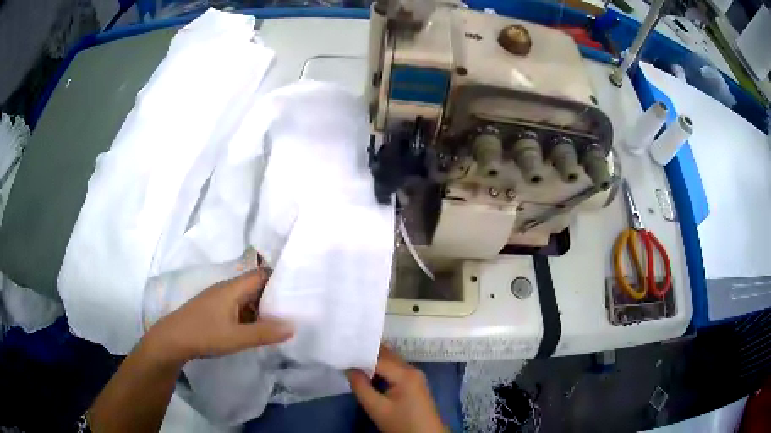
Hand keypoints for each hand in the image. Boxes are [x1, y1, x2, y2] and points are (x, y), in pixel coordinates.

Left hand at [144, 269, 293, 365]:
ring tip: (281, 320)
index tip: (298, 289)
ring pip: (247, 297)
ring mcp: (219, 299)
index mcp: (232, 288)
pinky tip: (258, 329)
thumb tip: (293, 326)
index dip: (279, 278)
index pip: (261, 274)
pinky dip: (251, 315)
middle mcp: (226, 288)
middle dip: (274, 295)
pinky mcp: (214, 309)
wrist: (172, 340)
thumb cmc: (204, 334)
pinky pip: (238, 306)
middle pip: (255, 285)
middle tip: (295, 309)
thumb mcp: (237, 338)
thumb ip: (265, 333)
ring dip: (262, 307)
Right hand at [347, 346, 447, 432]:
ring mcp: (415, 376)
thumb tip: (349, 369)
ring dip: (374, 360)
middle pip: (387, 355)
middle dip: (367, 353)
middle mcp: (412, 370)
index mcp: (405, 374)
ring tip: (353, 361)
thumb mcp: (377, 408)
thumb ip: (361, 387)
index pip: (379, 357)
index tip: (342, 354)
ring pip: (392, 362)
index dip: (359, 355)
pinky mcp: (415, 383)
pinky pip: (396, 369)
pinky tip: (369, 372)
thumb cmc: (401, 424)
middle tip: (346, 353)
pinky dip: (382, 368)